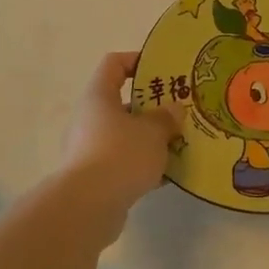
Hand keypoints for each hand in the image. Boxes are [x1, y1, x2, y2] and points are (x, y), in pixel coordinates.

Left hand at [58, 52, 181, 217]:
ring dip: (151, 139)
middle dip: (153, 107)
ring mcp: (90, 149)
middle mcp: (90, 119)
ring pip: (126, 135)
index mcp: (99, 97)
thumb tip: (173, 110)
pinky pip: (125, 163)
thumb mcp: (153, 131)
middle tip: (180, 111)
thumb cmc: (120, 154)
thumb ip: (166, 117)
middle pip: (123, 103)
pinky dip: (145, 165)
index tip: (163, 69)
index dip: (137, 61)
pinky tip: (170, 174)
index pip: (114, 64)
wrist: (87, 207)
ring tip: (180, 143)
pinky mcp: (96, 178)